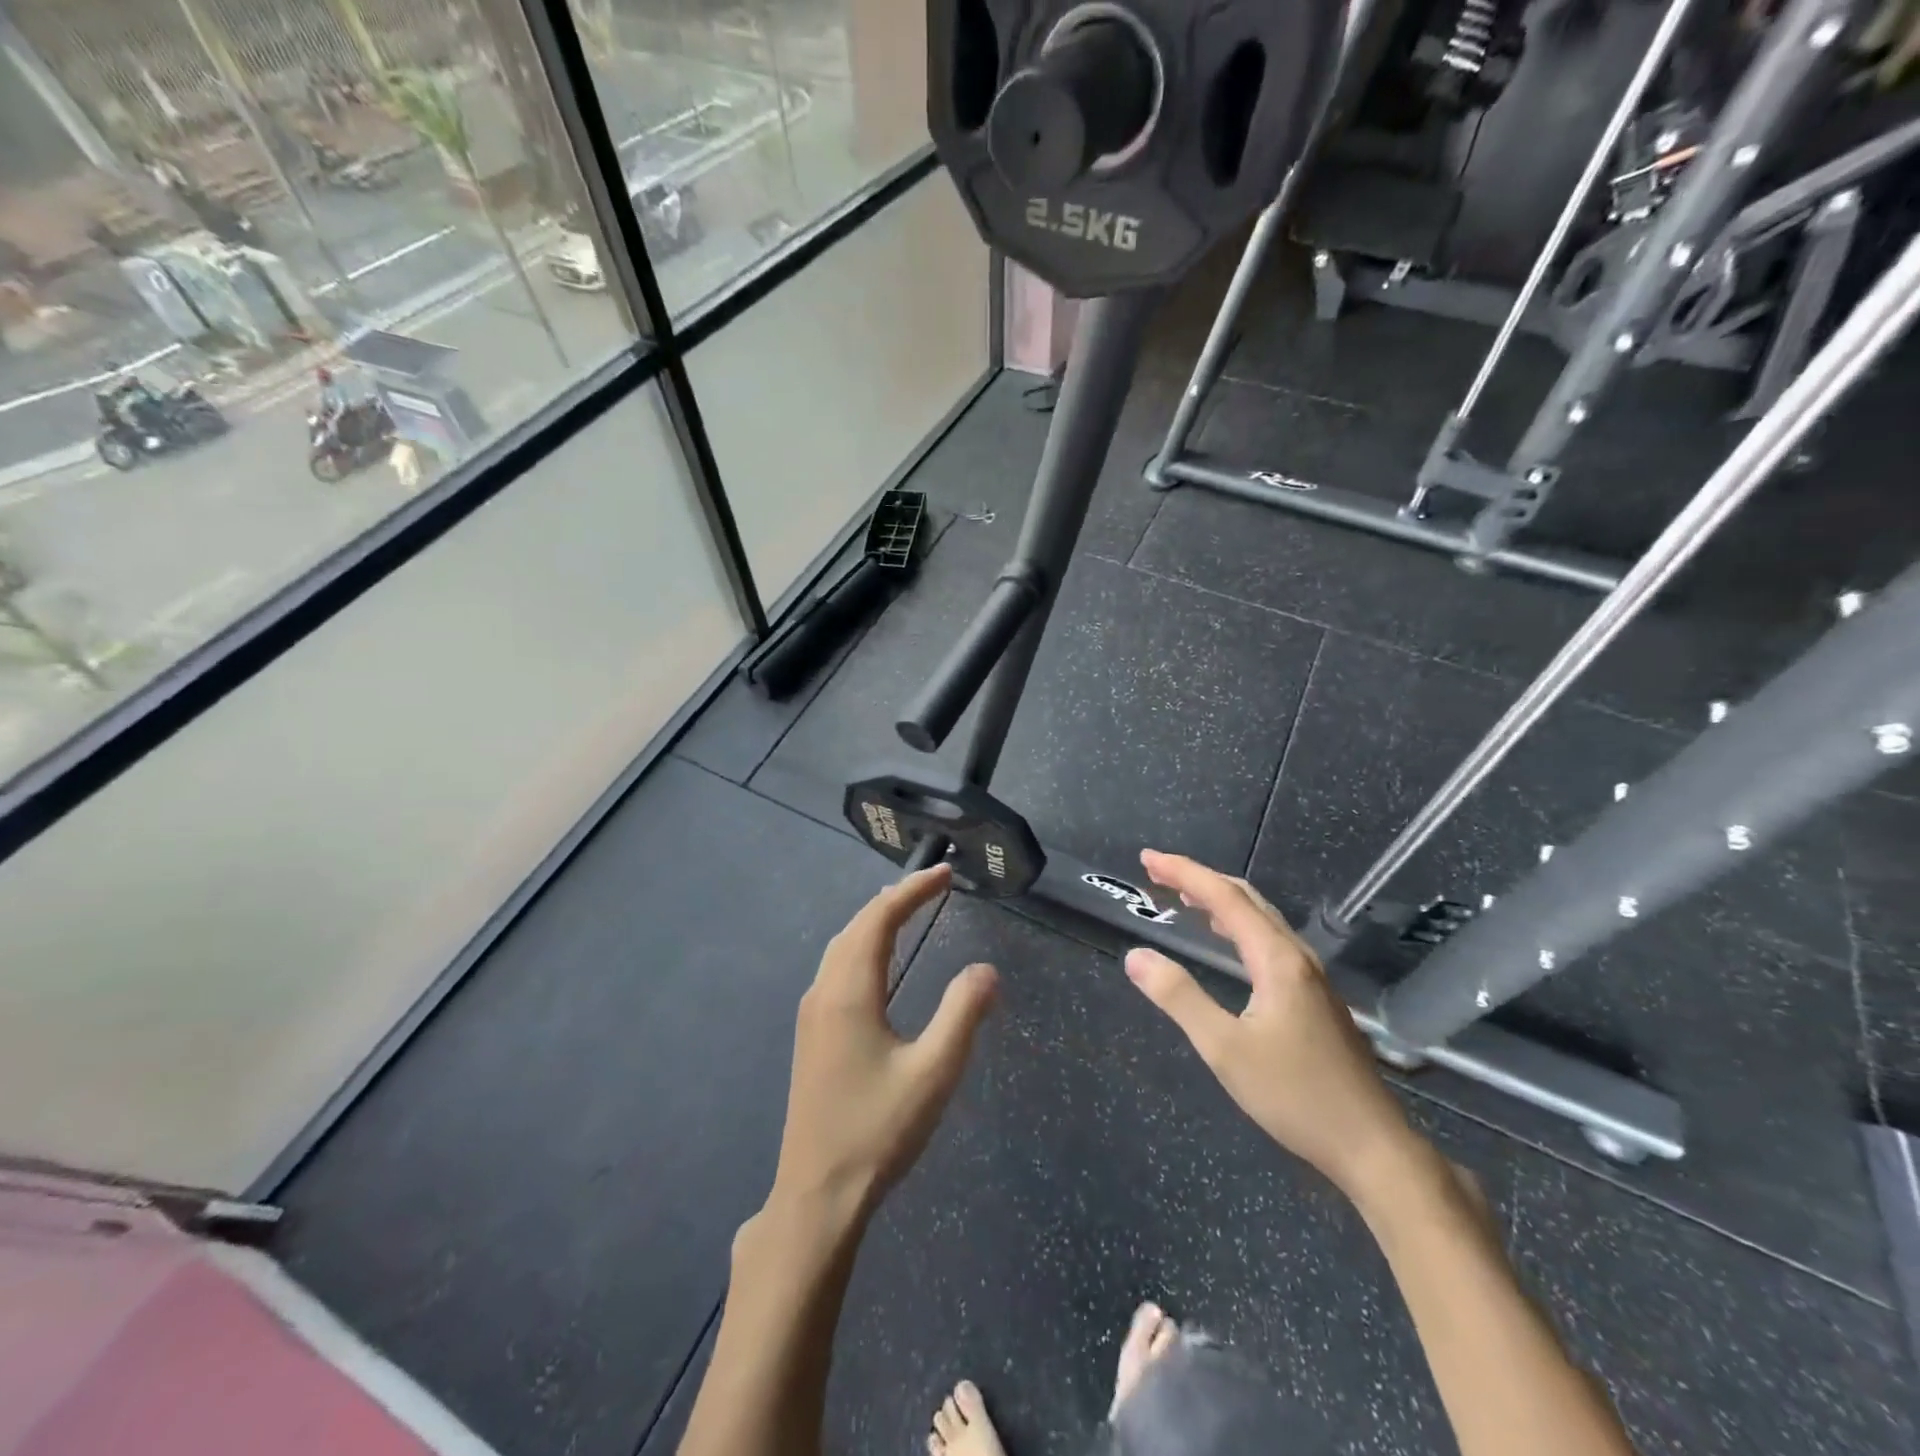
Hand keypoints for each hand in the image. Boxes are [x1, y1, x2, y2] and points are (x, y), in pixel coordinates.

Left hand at [767, 864, 997, 1224]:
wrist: (818, 1194)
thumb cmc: (878, 1130)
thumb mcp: (934, 1072)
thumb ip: (962, 1014)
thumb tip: (986, 970)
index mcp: (849, 992)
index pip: (879, 919)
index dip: (911, 891)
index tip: (943, 874)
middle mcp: (824, 992)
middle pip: (856, 926)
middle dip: (894, 899)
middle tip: (932, 885)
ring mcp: (812, 1014)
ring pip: (841, 946)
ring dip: (874, 921)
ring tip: (907, 910)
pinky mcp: (811, 1035)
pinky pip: (836, 968)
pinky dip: (861, 945)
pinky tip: (877, 963)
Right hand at [1123, 850, 1423, 1205]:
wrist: (1371, 1146)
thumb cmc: (1295, 1095)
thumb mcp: (1225, 1049)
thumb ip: (1179, 997)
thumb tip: (1136, 956)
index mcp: (1277, 960)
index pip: (1224, 898)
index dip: (1184, 873)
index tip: (1147, 859)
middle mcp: (1297, 957)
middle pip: (1246, 899)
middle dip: (1200, 879)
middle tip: (1158, 873)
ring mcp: (1311, 977)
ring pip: (1260, 919)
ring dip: (1220, 900)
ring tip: (1184, 897)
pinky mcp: (1315, 997)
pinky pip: (1268, 940)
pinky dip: (1237, 925)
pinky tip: (1226, 941)